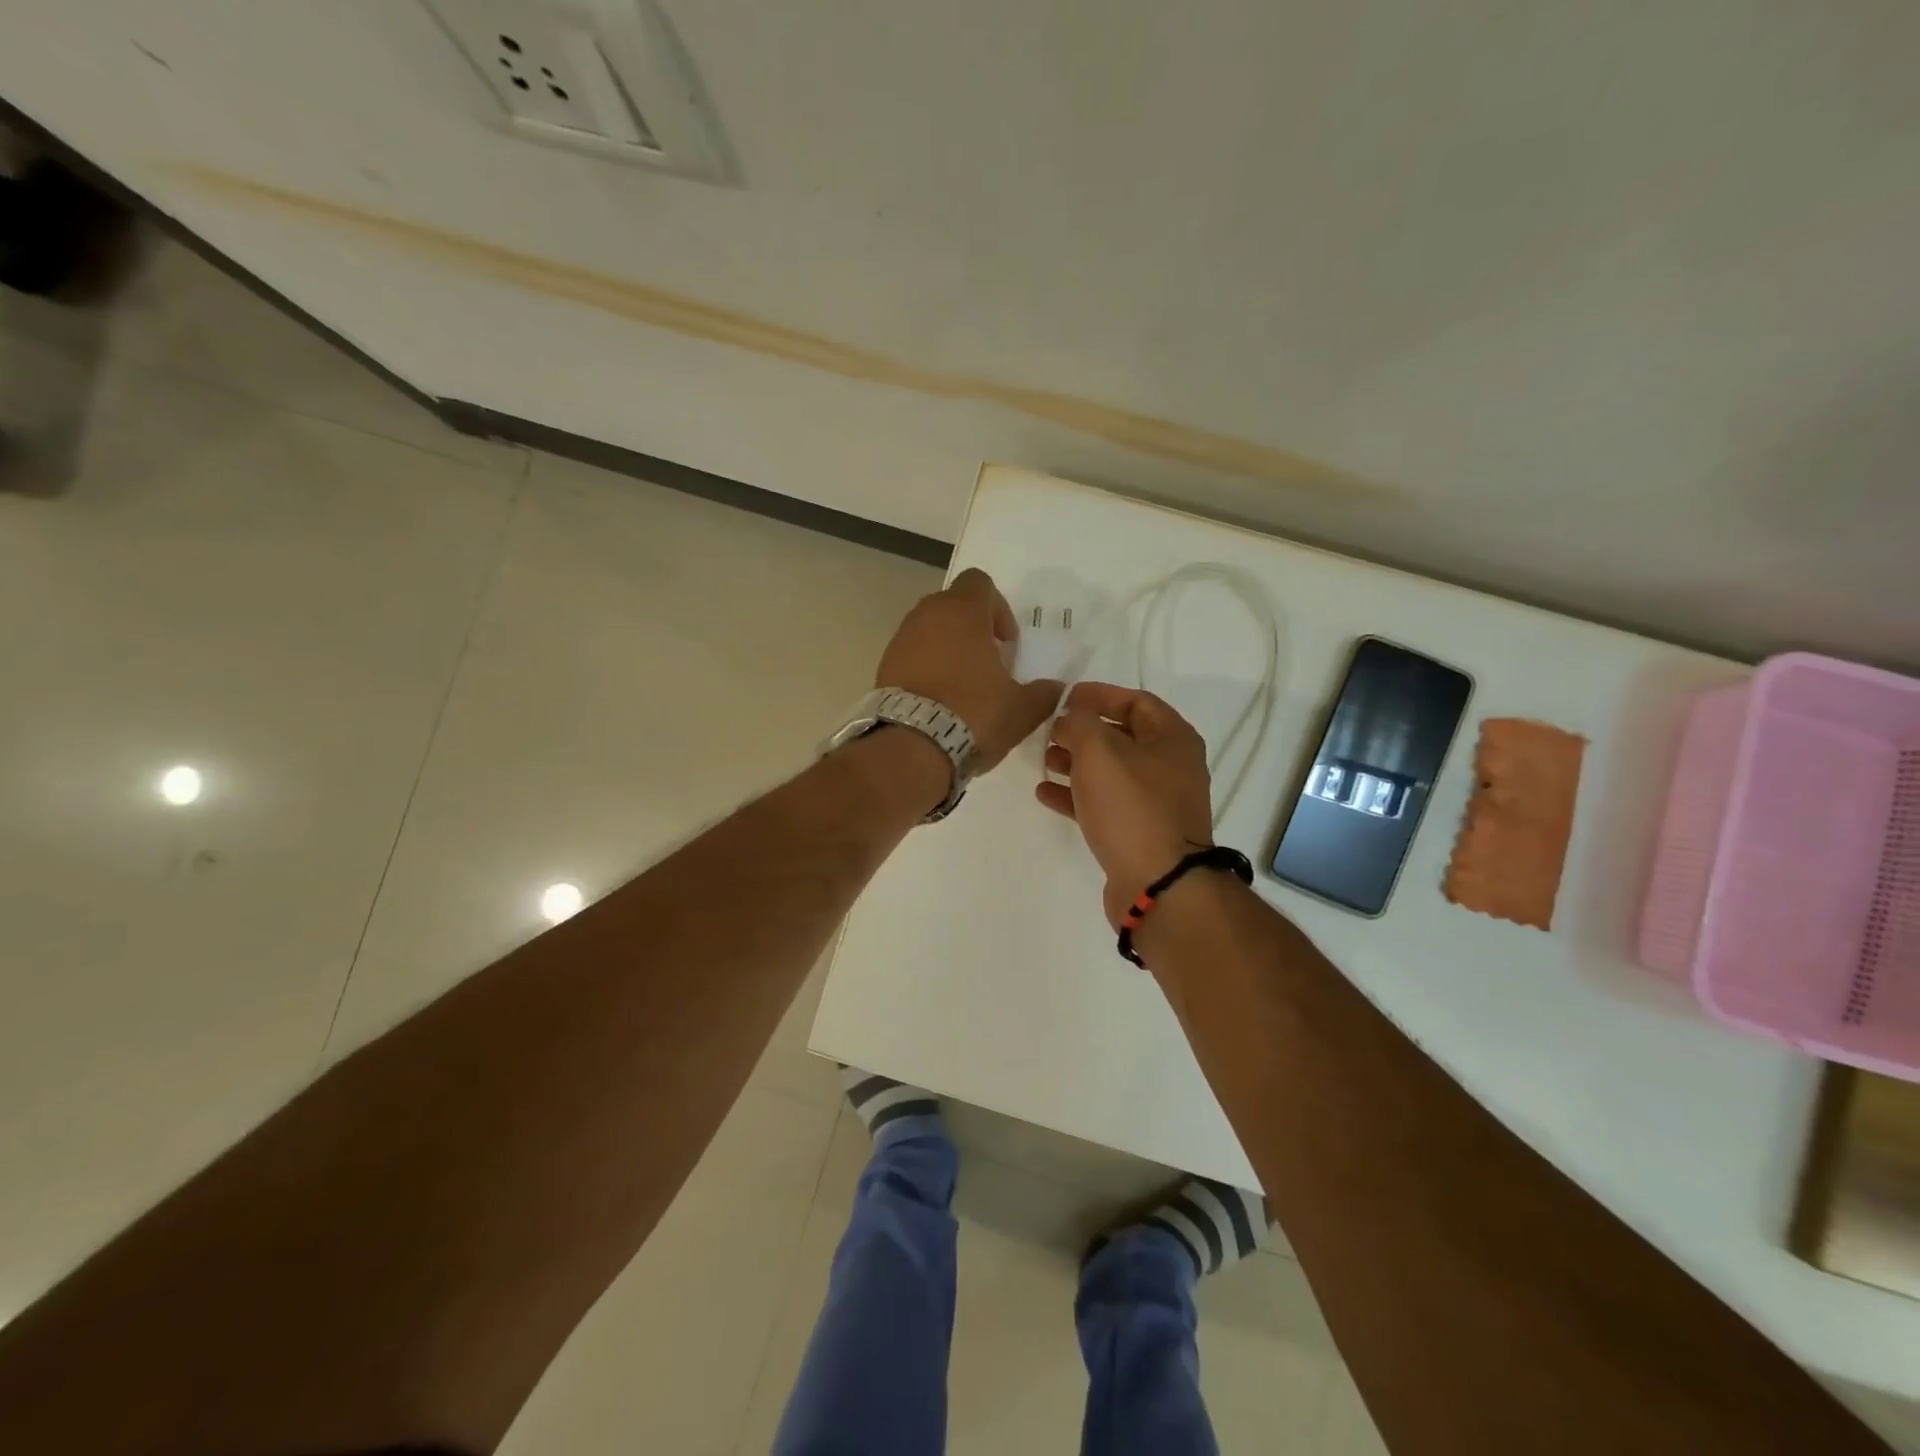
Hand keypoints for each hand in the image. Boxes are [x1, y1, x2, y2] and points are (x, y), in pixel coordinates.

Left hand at [876, 568, 1063, 773]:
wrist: (911, 747)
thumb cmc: (973, 714)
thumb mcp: (1021, 709)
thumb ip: (1044, 694)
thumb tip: (1056, 689)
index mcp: (962, 612)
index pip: (979, 582)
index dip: (998, 607)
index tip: (1006, 642)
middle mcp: (926, 615)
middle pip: (952, 606)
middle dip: (972, 629)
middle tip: (988, 663)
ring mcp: (900, 640)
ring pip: (929, 631)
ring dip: (947, 649)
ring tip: (963, 687)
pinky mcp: (884, 667)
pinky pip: (911, 656)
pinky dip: (926, 669)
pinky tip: (939, 701)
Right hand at [1036, 683, 1214, 925]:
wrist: (1158, 884)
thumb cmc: (1131, 807)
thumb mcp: (1099, 752)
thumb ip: (1079, 723)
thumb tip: (1070, 719)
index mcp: (1172, 739)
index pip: (1136, 701)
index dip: (1100, 695)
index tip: (1066, 697)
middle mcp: (1171, 767)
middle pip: (1122, 737)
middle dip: (1083, 731)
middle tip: (1050, 731)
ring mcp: (1157, 803)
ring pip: (1111, 772)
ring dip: (1076, 763)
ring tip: (1043, 761)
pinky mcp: (1140, 834)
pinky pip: (1105, 804)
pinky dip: (1077, 795)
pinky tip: (1045, 794)